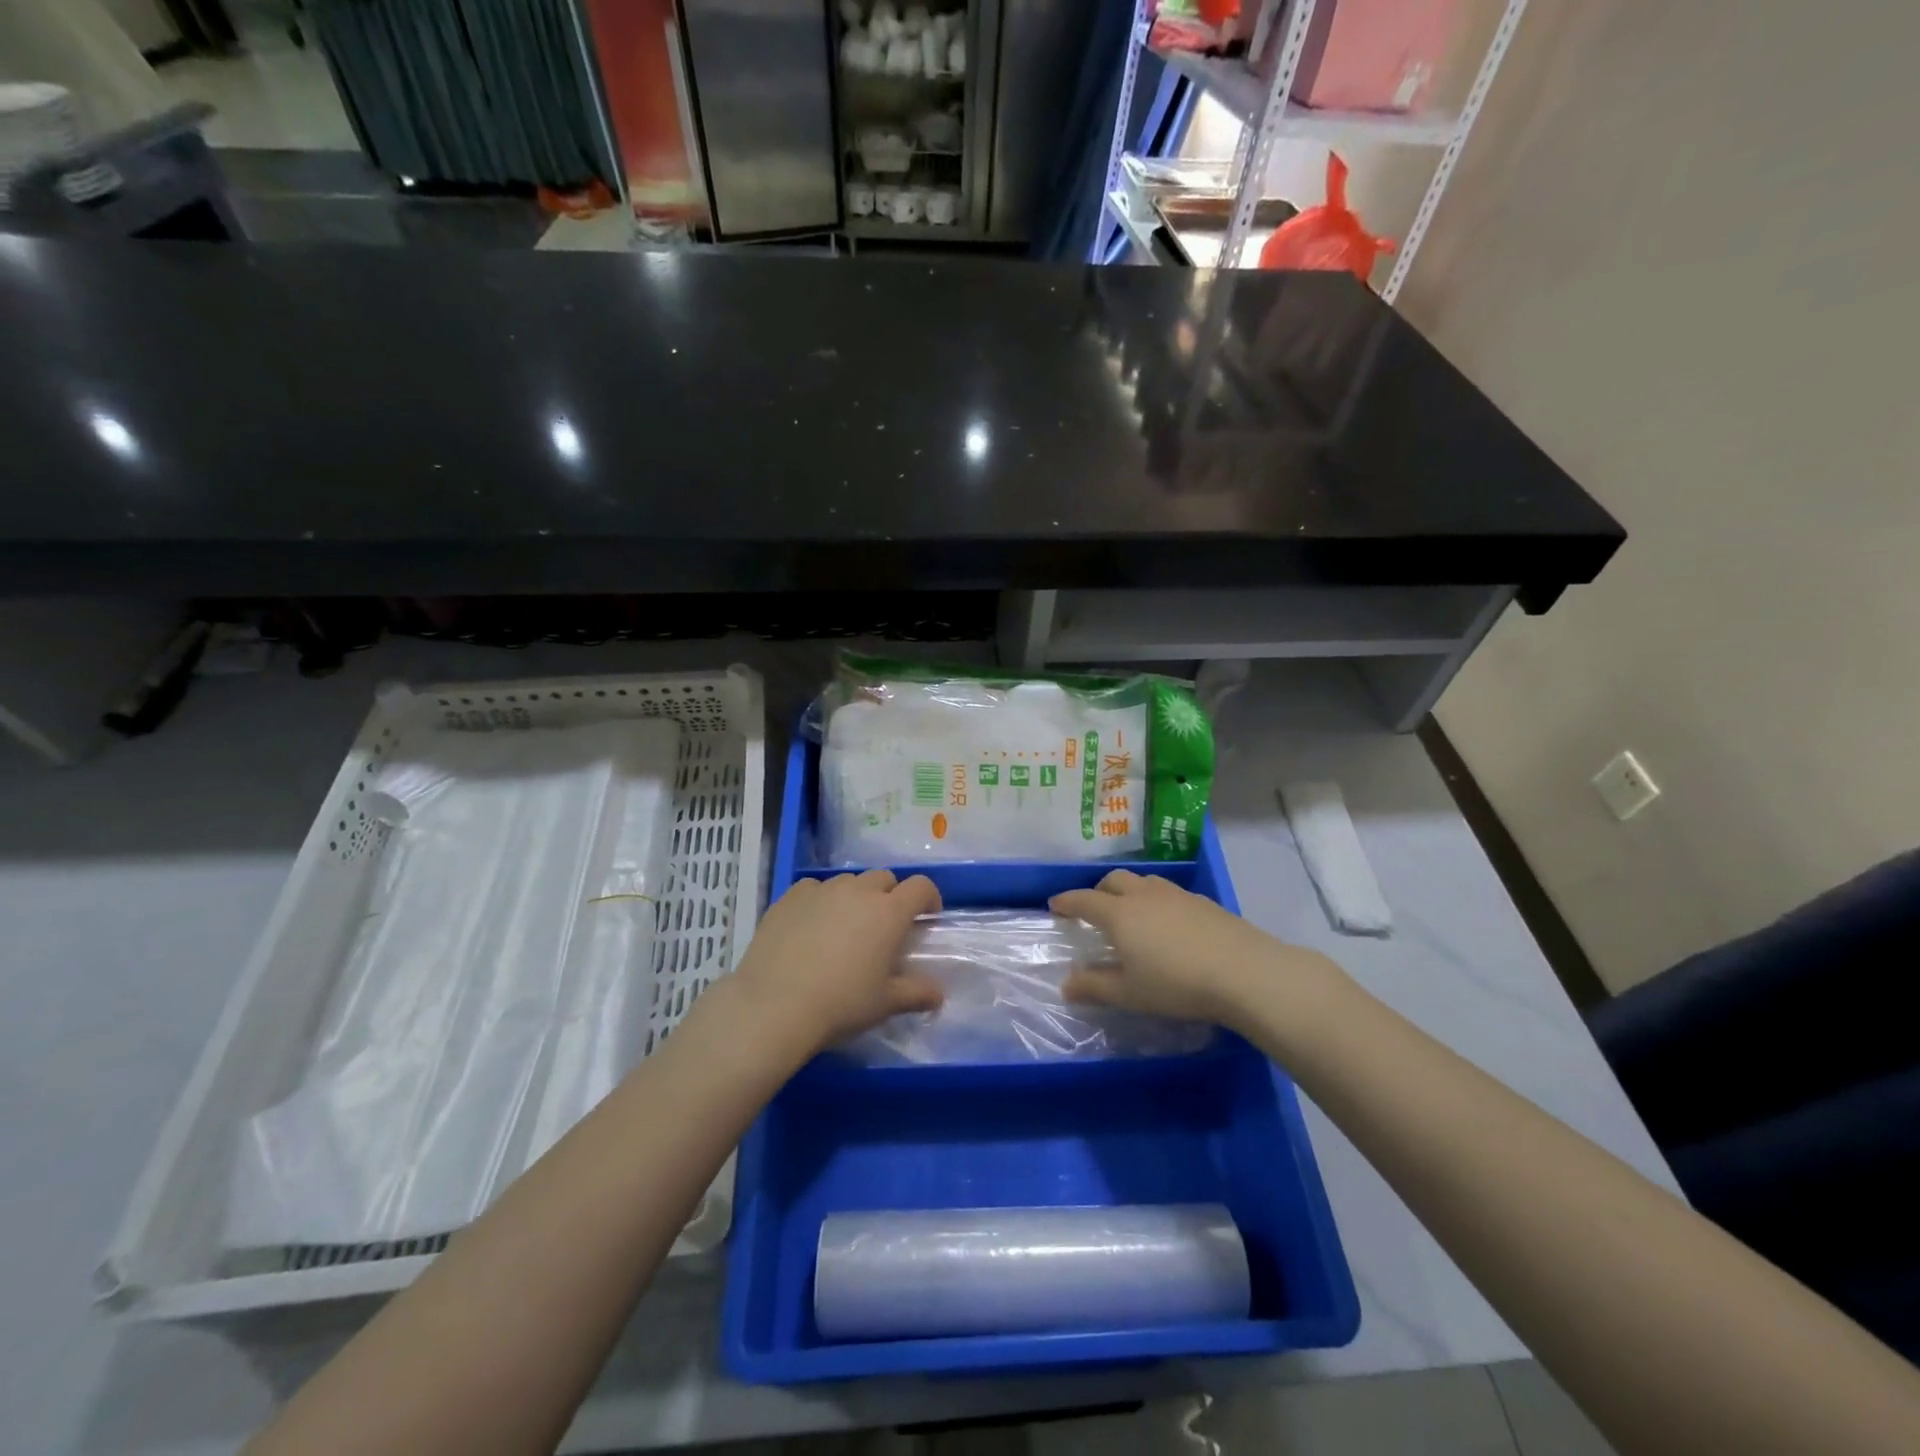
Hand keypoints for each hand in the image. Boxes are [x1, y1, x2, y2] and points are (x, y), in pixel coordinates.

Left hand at [727, 869, 944, 1056]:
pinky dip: (821, 901)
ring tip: (845, 927)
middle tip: (884, 927)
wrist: (775, 1005)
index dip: (929, 897)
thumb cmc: (841, 1003)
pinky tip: (812, 927)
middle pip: (884, 878)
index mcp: (889, 912)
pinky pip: (815, 888)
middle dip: (890, 895)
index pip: (921, 886)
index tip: (927, 916)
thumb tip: (938, 996)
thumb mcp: (885, 1003)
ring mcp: (822, 889)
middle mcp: (858, 891)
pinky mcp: (791, 896)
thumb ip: (917, 994)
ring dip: (855, 897)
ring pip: (849, 882)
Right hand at [1050, 870, 1336, 1028]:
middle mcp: (1145, 895)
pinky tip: (1169, 924)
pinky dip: (1157, 901)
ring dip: (1130, 891)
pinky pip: (1169, 893)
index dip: (1067, 901)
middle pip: (1114, 880)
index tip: (1055, 904)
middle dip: (1098, 890)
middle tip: (1094, 908)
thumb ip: (1094, 987)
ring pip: (1144, 882)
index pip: (1084, 899)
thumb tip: (1066, 984)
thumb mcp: (1130, 993)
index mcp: (1119, 914)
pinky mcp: (1204, 902)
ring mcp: (1177, 895)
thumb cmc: (1177, 984)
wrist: (1244, 972)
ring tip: (1132, 911)